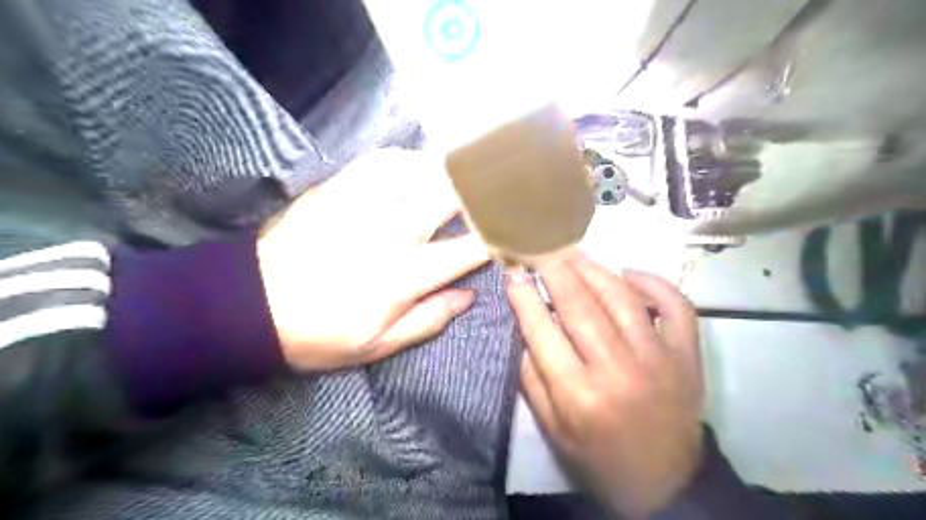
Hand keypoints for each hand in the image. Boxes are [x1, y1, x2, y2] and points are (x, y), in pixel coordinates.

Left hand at [259, 149, 491, 371]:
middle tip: (498, 189)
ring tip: (466, 171)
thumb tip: (468, 295)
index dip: (496, 238)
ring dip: (447, 170)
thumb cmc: (319, 334)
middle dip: (480, 191)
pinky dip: (405, 158)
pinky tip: (417, 163)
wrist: (249, 307)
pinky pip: (378, 162)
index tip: (513, 230)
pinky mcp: (335, 191)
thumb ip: (429, 319)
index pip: (466, 251)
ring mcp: (360, 206)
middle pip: (448, 199)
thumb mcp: (377, 346)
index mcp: (403, 277)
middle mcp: (389, 234)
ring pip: (417, 171)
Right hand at [505, 252, 701, 515]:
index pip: (542, 331)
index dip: (524, 296)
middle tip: (539, 247)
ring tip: (571, 251)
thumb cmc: (599, 458)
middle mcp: (617, 369)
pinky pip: (674, 305)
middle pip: (579, 305)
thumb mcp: (552, 430)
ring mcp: (658, 358)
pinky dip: (652, 282)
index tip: (513, 271)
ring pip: (621, 297)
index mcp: (578, 394)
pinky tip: (628, 273)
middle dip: (554, 270)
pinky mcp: (686, 354)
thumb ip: (532, 378)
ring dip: (592, 268)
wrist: (666, 484)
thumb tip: (524, 327)